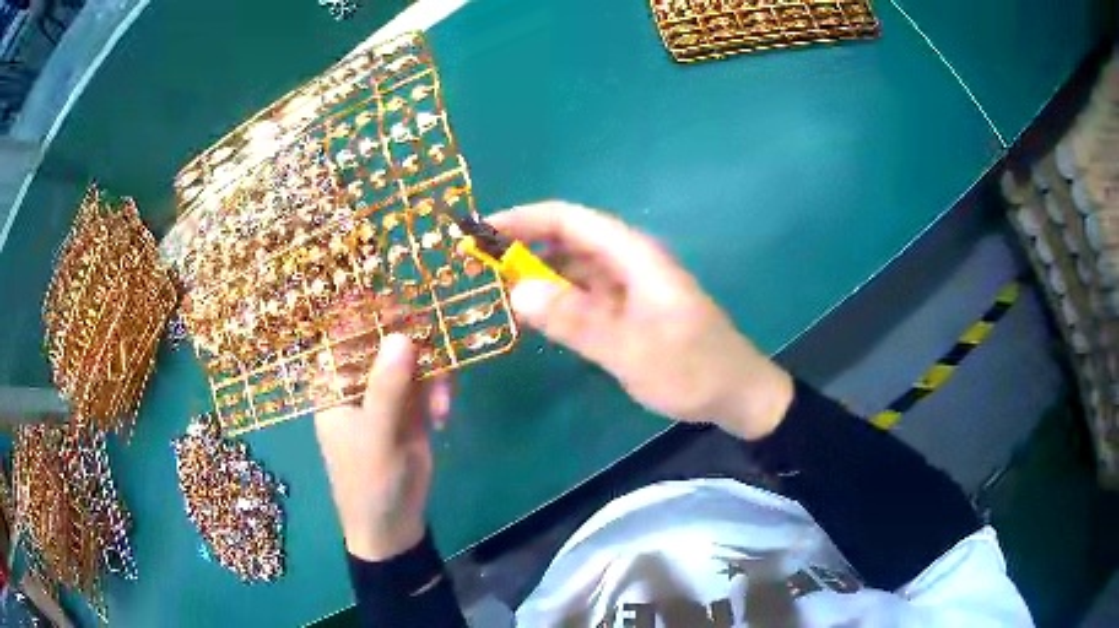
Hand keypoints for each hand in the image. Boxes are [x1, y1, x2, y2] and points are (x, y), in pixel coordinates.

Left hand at [313, 331, 450, 560]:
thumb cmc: (369, 481)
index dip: (371, 311)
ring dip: (433, 373)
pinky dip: (440, 391)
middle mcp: (357, 379)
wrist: (393, 524)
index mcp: (333, 381)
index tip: (405, 303)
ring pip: (413, 357)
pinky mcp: (410, 406)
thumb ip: (388, 387)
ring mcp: (386, 391)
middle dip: (415, 342)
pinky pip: (429, 380)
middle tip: (438, 347)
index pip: (345, 330)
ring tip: (441, 406)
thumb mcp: (377, 435)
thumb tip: (402, 334)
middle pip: (385, 338)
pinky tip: (443, 416)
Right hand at [488, 201, 792, 439]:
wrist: (736, 394)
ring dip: (537, 276)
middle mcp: (628, 262)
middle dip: (523, 247)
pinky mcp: (628, 311)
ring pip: (573, 270)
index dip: (524, 219)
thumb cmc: (692, 369)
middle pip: (568, 240)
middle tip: (478, 267)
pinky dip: (556, 302)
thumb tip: (517, 289)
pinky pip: (583, 297)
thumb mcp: (632, 349)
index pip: (570, 219)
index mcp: (633, 255)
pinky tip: (532, 318)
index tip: (482, 232)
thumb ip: (576, 320)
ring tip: (494, 292)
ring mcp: (629, 288)